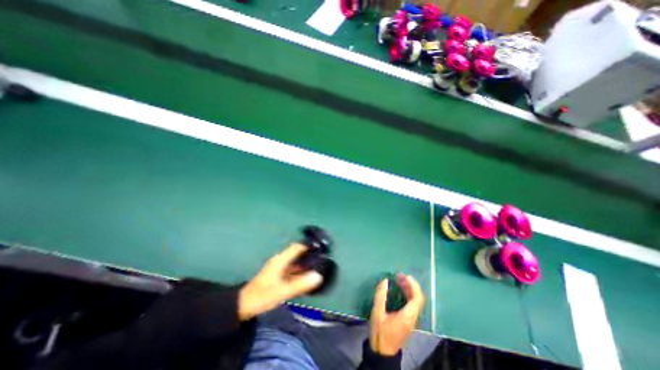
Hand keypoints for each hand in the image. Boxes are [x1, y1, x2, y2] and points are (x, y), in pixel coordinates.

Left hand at [239, 243, 323, 320]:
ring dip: (304, 263)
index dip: (308, 246)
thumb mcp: (282, 291)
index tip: (320, 248)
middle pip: (296, 253)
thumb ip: (300, 284)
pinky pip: (291, 268)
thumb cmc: (262, 296)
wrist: (243, 305)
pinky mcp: (277, 274)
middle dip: (308, 255)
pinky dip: (299, 270)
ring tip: (317, 266)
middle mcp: (280, 260)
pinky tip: (306, 276)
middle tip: (322, 258)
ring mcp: (278, 267)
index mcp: (280, 260)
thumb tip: (318, 276)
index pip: (296, 247)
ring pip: (294, 261)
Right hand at [368, 275, 425, 355]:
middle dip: (410, 285)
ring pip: (415, 301)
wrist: (383, 352)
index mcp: (407, 316)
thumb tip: (385, 281)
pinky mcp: (408, 321)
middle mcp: (412, 317)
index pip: (417, 298)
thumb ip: (380, 296)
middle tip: (399, 276)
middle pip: (418, 298)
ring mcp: (411, 320)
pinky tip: (399, 290)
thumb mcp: (377, 313)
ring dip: (409, 289)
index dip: (413, 285)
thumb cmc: (380, 333)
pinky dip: (407, 294)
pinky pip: (411, 304)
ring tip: (398, 280)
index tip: (404, 276)